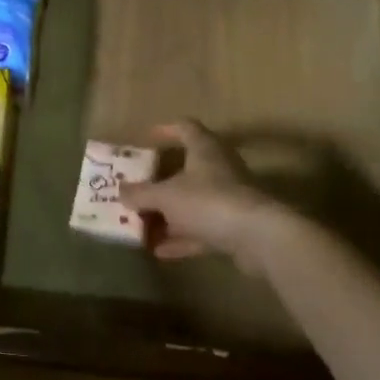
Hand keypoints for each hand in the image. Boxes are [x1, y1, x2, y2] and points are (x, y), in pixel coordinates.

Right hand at [119, 120, 290, 272]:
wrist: (258, 237)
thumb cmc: (208, 201)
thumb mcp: (166, 196)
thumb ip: (141, 193)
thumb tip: (120, 190)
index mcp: (205, 149)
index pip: (186, 128)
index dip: (166, 130)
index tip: (147, 138)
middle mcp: (219, 169)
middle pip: (187, 170)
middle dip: (161, 182)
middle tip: (137, 189)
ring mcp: (229, 199)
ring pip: (193, 203)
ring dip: (169, 215)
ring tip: (142, 224)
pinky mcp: (235, 228)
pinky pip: (201, 230)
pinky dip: (181, 238)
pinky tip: (160, 251)